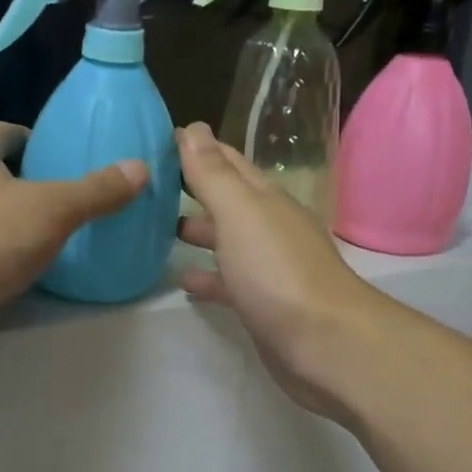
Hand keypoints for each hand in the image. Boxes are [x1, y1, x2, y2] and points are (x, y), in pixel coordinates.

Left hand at [0, 123, 147, 349]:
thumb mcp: (55, 207)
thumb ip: (97, 190)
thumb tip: (140, 169)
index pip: (0, 133)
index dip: (28, 136)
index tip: (58, 152)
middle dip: (26, 180)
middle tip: (67, 194)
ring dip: (15, 219)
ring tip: (57, 231)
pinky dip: (6, 254)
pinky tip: (34, 268)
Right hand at [175, 123, 385, 417]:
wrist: (324, 343)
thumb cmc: (277, 271)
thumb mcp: (240, 213)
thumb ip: (213, 175)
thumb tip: (192, 128)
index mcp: (264, 199)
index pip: (226, 161)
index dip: (195, 148)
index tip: (155, 141)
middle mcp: (268, 227)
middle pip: (226, 200)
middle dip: (192, 189)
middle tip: (147, 186)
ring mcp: (267, 267)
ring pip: (227, 240)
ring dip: (198, 232)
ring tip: (155, 230)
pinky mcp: (262, 303)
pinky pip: (228, 281)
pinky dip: (207, 276)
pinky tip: (182, 279)